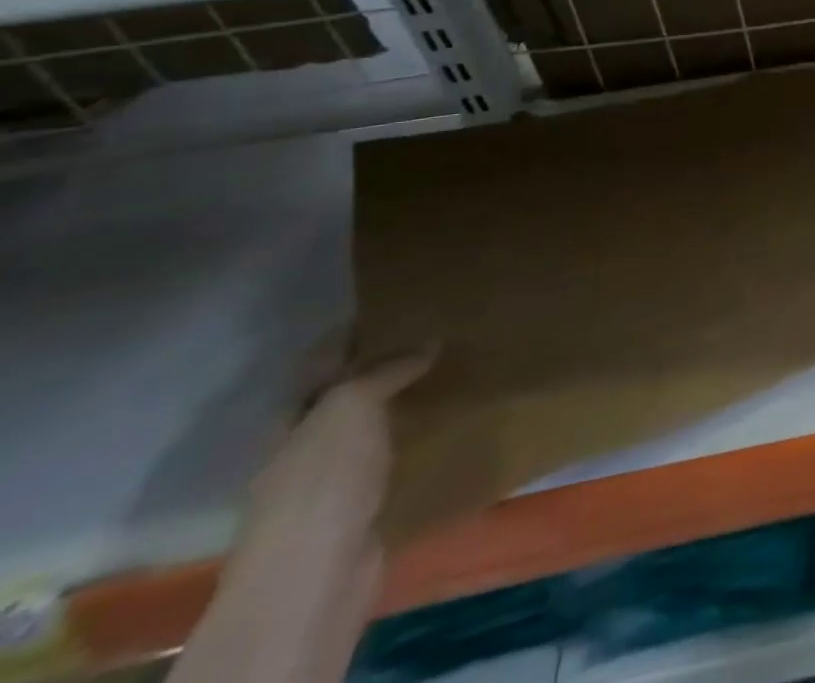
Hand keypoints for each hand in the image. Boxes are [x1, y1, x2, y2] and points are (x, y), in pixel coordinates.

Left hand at [176, 351, 432, 682]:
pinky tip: (451, 423)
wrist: (316, 576)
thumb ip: (386, 370)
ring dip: (406, 401)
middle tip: (440, 331)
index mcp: (293, 416)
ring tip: (455, 370)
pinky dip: (418, 438)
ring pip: (374, 425)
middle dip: (387, 364)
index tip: (399, 304)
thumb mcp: (350, 406)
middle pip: (348, 392)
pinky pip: (395, 458)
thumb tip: (428, 342)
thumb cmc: (322, 480)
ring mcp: (334, 478)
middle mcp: (307, 443)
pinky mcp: (365, 505)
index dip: (354, 331)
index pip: (322, 360)